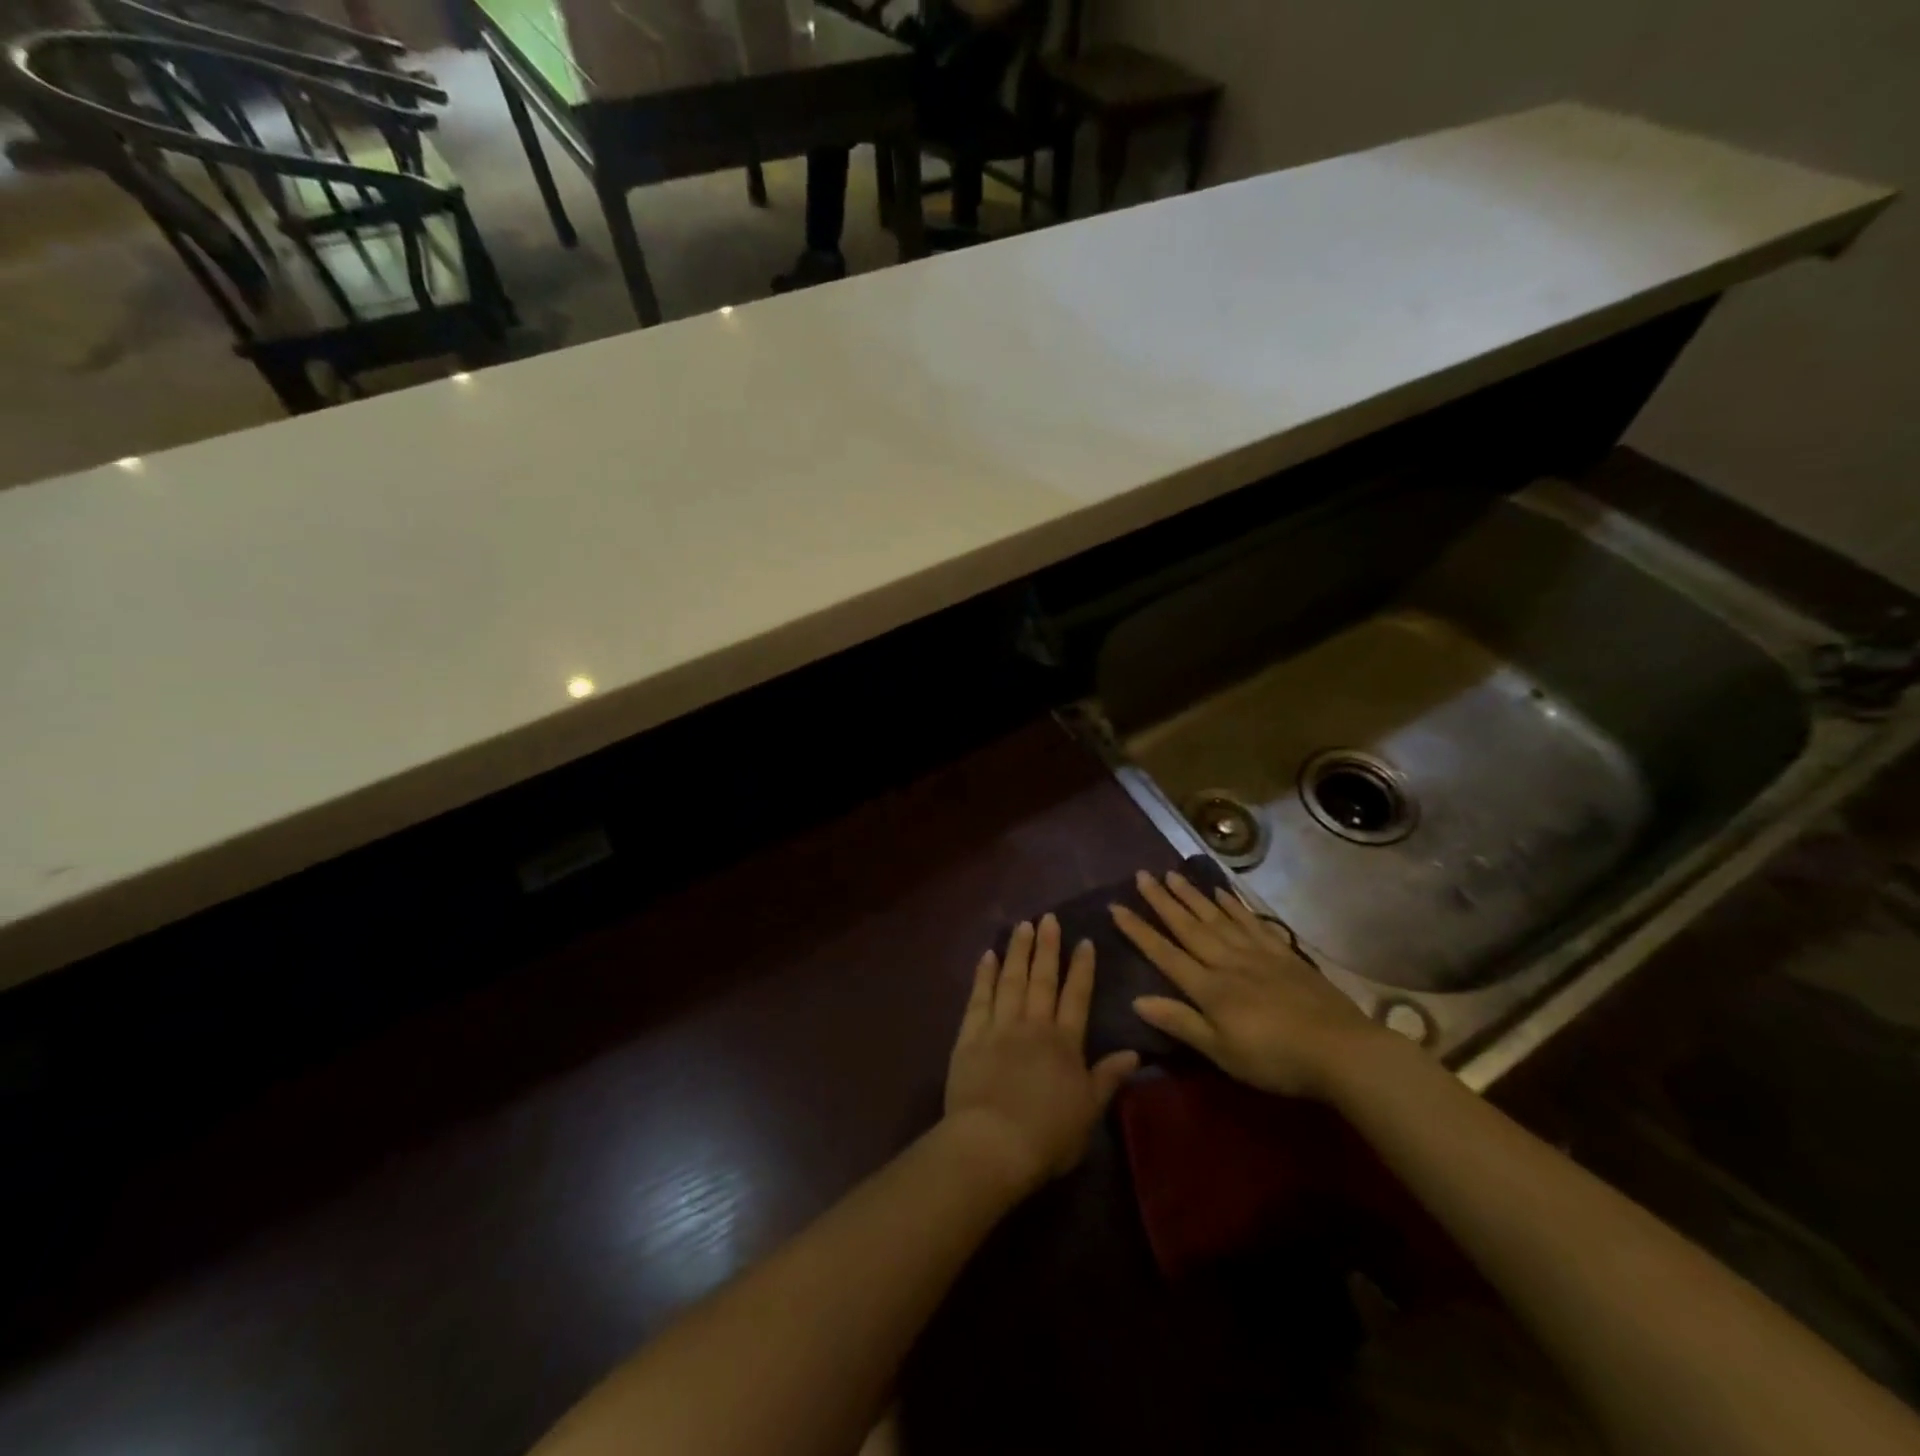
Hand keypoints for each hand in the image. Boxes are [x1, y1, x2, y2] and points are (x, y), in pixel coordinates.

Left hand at [944, 915, 1139, 1188]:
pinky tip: (988, 956)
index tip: (1084, 941)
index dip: (1081, 968)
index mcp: (1064, 1042)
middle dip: (1047, 947)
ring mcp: (999, 1026)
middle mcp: (1033, 1025)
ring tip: (1022, 926)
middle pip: (1042, 979)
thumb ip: (1108, 1078)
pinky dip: (984, 975)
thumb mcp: (1089, 1111)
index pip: (1076, 996)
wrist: (993, 1143)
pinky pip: (979, 998)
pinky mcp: (970, 1036)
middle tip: (1049, 918)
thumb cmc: (1048, 1135)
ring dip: (1018, 951)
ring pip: (1011, 980)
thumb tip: (1133, 1052)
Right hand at [1111, 870, 1385, 1099]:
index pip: (1165, 954)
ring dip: (1193, 896)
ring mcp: (1257, 954)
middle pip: (1189, 927)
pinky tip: (1222, 892)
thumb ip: (1180, 1022)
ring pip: (1217, 918)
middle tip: (1142, 875)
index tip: (1116, 906)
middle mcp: (1227, 962)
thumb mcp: (1222, 1052)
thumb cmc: (1275, 1060)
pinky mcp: (1283, 954)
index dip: (1139, 931)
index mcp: (1209, 988)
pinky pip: (1252, 923)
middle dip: (1162, 901)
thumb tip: (1136, 1000)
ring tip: (1173, 874)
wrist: (1340, 1050)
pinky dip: (1234, 905)